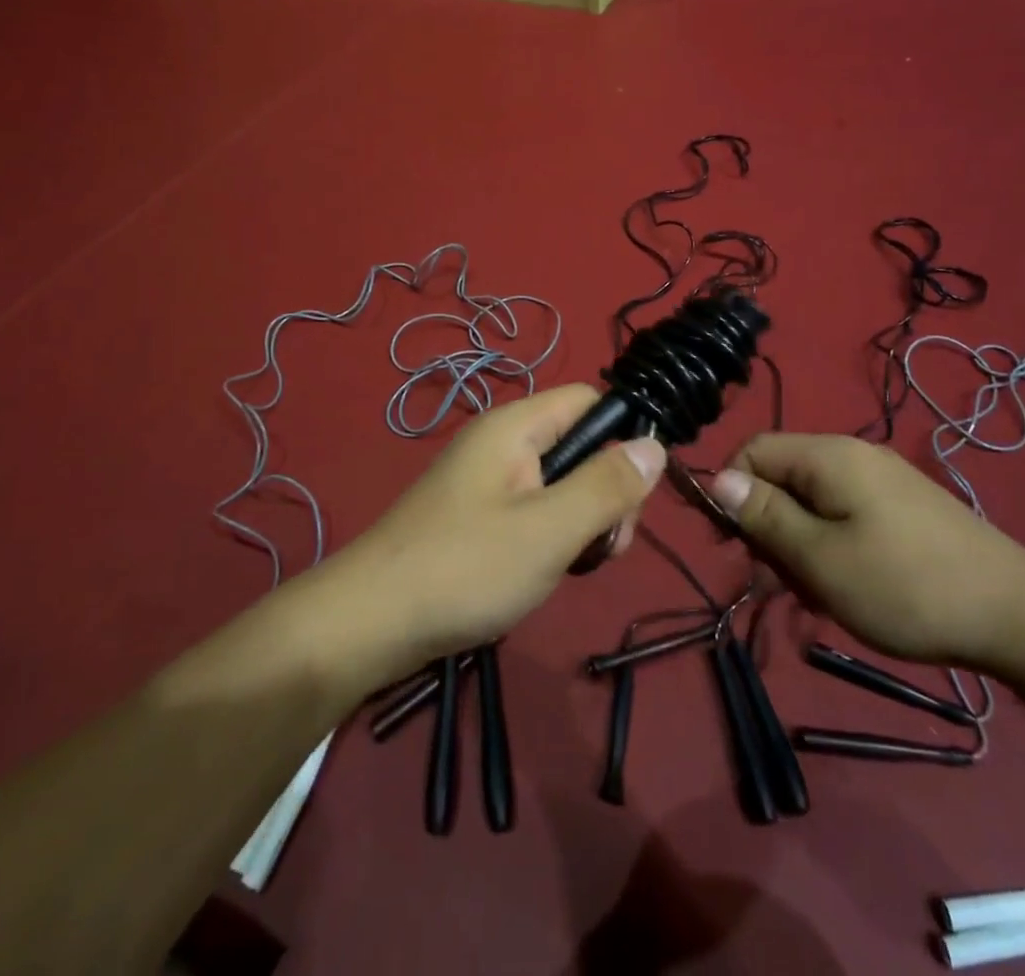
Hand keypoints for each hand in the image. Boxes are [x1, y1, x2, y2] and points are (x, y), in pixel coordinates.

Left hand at [326, 385, 663, 678]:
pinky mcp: (477, 514)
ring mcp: (487, 479)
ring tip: (573, 567)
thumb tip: (655, 445)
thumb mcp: (550, 530)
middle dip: (605, 493)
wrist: (370, 622)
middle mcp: (502, 442)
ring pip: (560, 484)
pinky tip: (544, 574)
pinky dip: (551, 538)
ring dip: (580, 522)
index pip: (591, 402)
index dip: (623, 438)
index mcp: (517, 426)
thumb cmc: (465, 568)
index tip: (633, 497)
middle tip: (605, 548)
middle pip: (580, 445)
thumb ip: (607, 487)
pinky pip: (533, 509)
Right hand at [710, 433, 1024, 668]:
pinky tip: (847, 591)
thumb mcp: (819, 558)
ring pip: (813, 503)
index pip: (754, 451)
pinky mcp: (904, 508)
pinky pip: (845, 517)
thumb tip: (717, 480)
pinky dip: (832, 549)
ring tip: (816, 597)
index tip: (732, 546)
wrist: (1019, 617)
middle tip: (778, 583)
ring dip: (800, 546)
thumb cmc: (905, 587)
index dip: (731, 491)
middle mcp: (853, 456)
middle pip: (782, 478)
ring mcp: (883, 481)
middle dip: (769, 528)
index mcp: (828, 456)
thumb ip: (764, 516)